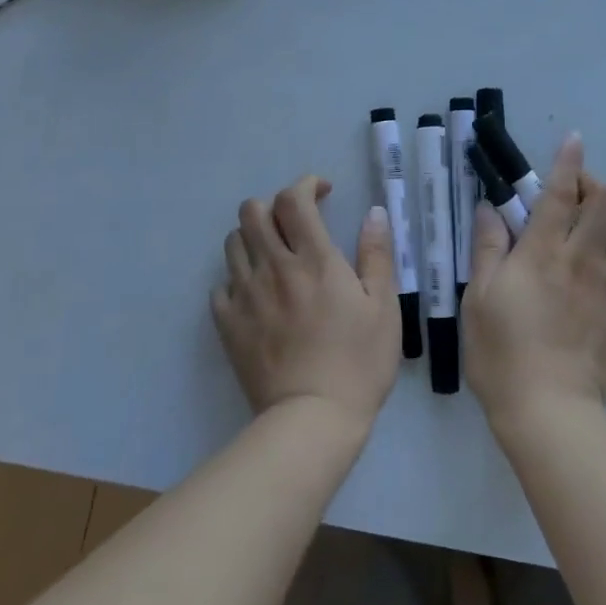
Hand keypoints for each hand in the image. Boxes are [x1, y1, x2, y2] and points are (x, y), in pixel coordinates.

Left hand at [211, 176, 400, 427]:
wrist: (312, 419)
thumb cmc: (359, 362)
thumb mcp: (384, 307)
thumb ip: (376, 255)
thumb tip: (372, 213)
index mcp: (314, 259)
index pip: (293, 200)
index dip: (305, 185)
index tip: (322, 193)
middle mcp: (273, 267)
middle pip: (253, 212)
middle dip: (273, 206)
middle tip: (296, 225)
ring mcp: (245, 295)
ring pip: (232, 243)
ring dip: (253, 238)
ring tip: (274, 257)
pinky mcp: (227, 324)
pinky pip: (221, 285)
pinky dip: (237, 279)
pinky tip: (256, 295)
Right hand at [462, 135, 605, 428]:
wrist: (547, 409)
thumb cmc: (501, 351)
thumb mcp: (477, 296)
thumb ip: (488, 247)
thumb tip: (491, 208)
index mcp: (543, 250)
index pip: (560, 191)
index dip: (568, 161)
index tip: (573, 141)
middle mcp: (584, 258)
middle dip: (597, 189)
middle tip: (578, 201)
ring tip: (602, 238)